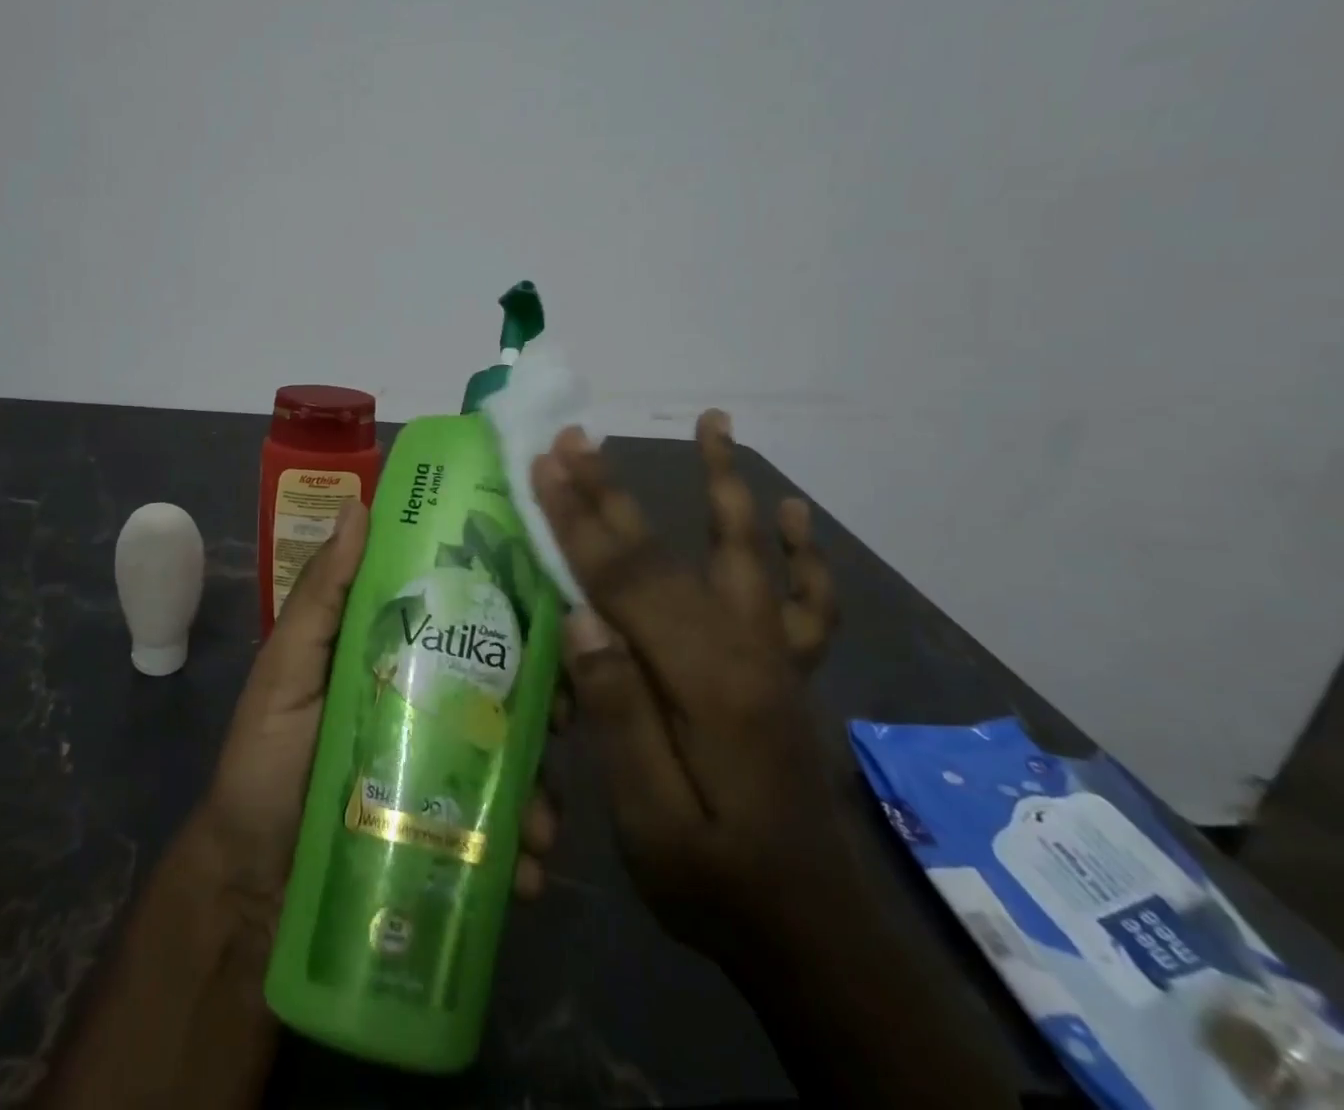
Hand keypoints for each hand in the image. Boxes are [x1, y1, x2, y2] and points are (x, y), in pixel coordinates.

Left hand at [196, 501, 558, 934]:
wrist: (253, 888)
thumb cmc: (265, 763)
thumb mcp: (287, 671)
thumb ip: (322, 596)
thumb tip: (360, 506)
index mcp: (399, 657)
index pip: (463, 619)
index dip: (508, 611)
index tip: (549, 608)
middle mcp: (430, 706)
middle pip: (504, 689)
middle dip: (545, 701)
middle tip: (562, 719)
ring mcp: (444, 773)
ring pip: (514, 760)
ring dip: (542, 785)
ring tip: (541, 820)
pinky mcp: (450, 833)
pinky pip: (501, 830)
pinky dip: (522, 847)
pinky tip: (526, 868)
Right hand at [534, 411, 844, 958]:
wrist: (818, 939)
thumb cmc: (717, 883)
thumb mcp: (651, 822)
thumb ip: (619, 715)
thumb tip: (582, 620)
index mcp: (702, 683)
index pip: (623, 581)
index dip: (578, 519)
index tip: (545, 465)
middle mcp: (744, 652)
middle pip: (666, 553)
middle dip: (612, 492)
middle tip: (577, 438)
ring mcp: (773, 658)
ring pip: (744, 552)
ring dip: (723, 484)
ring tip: (718, 424)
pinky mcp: (787, 672)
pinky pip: (804, 601)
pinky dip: (800, 553)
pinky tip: (794, 515)